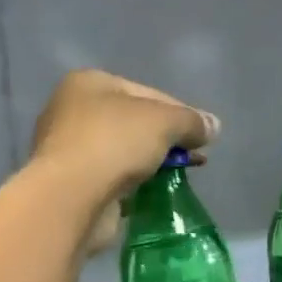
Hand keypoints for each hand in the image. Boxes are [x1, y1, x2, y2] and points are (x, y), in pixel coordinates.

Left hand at [28, 70, 215, 252]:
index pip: (146, 92)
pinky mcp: (71, 186)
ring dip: (148, 164)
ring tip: (177, 178)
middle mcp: (72, 111)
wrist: (72, 197)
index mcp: (88, 83)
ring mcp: (68, 151)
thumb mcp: (164, 122)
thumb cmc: (114, 143)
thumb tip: (213, 126)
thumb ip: (191, 121)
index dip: (179, 112)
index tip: (201, 135)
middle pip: (132, 122)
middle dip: (164, 140)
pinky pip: (111, 180)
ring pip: (121, 153)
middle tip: (193, 158)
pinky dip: (131, 186)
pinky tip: (151, 195)